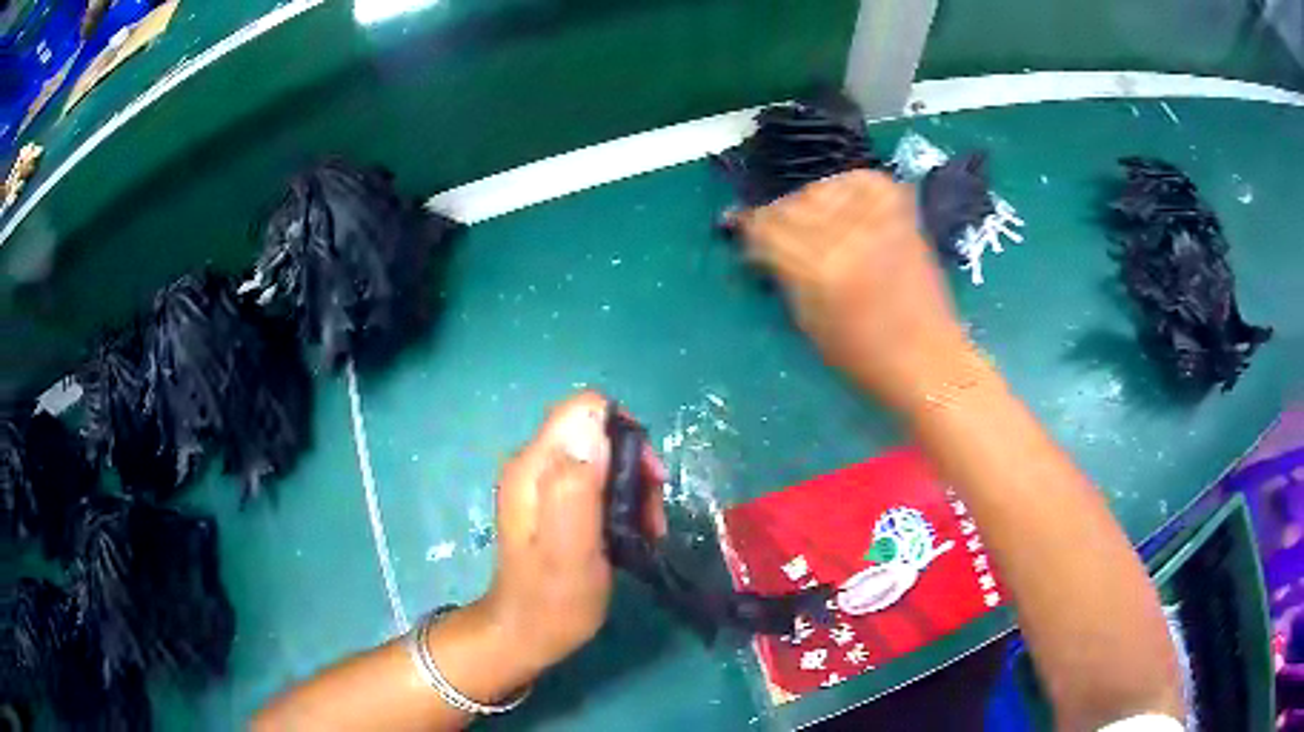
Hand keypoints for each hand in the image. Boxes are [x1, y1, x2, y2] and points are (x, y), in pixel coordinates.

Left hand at [480, 391, 665, 677]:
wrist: (525, 634)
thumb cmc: (553, 600)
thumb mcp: (570, 550)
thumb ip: (576, 487)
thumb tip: (596, 425)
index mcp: (534, 467)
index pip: (584, 409)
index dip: (624, 433)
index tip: (646, 479)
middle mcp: (534, 464)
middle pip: (596, 431)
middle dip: (634, 465)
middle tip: (650, 515)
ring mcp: (542, 483)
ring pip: (601, 456)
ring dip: (632, 487)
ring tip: (645, 530)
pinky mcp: (553, 501)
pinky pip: (596, 479)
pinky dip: (621, 499)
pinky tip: (629, 532)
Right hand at [735, 170, 972, 411]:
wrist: (929, 359)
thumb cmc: (863, 358)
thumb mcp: (808, 321)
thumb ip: (783, 273)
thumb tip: (760, 242)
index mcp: (819, 268)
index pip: (765, 225)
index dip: (750, 228)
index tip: (748, 237)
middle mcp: (846, 234)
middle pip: (791, 201)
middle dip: (778, 216)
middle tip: (780, 235)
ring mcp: (877, 219)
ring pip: (823, 186)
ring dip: (811, 202)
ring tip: (816, 224)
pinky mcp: (901, 213)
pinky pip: (863, 180)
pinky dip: (848, 188)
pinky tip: (846, 208)